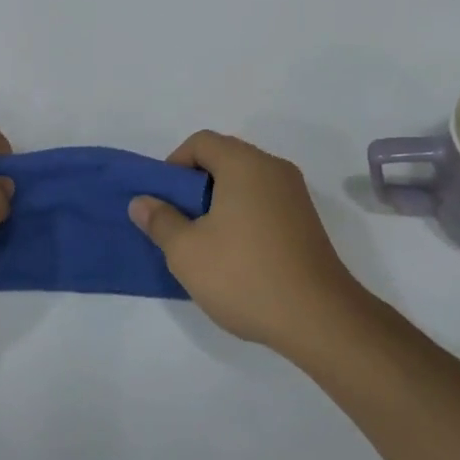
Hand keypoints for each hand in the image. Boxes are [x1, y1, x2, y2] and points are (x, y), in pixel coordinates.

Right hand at [129, 131, 370, 352]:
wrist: (318, 317)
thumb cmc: (243, 275)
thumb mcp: (186, 251)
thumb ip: (160, 220)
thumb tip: (142, 201)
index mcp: (245, 164)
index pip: (201, 142)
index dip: (174, 165)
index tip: (163, 201)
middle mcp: (274, 169)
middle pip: (225, 158)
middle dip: (195, 185)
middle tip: (178, 222)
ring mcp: (295, 195)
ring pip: (245, 182)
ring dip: (218, 202)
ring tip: (203, 242)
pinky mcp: (306, 221)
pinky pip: (264, 203)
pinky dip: (242, 215)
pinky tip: (234, 254)